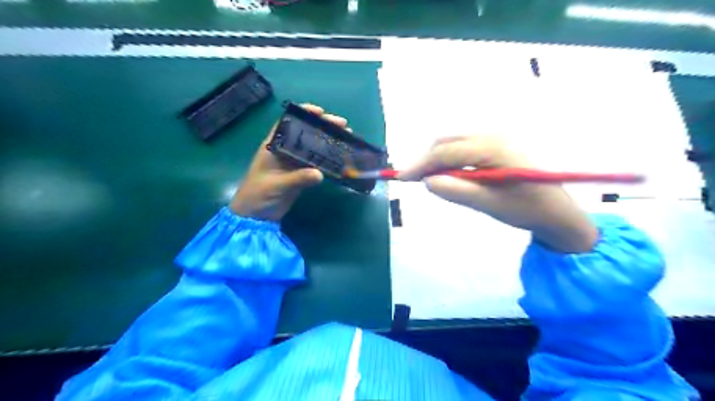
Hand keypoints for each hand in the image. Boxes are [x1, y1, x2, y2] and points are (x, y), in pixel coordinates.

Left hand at [230, 104, 350, 221]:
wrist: (256, 217)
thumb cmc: (258, 195)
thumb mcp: (276, 185)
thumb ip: (297, 178)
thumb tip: (320, 174)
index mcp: (273, 146)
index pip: (288, 123)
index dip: (303, 114)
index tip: (321, 112)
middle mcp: (285, 151)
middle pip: (305, 133)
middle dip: (323, 127)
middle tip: (343, 125)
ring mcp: (294, 163)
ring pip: (313, 147)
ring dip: (329, 142)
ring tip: (346, 138)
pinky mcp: (301, 175)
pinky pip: (316, 163)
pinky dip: (328, 159)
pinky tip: (340, 157)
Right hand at [402, 137, 598, 251]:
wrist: (557, 210)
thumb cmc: (526, 209)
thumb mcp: (490, 204)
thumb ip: (457, 191)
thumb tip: (427, 180)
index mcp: (492, 147)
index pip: (446, 152)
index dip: (420, 164)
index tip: (401, 177)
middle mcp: (493, 134)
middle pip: (447, 141)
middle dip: (426, 159)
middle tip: (412, 180)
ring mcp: (495, 137)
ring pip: (454, 142)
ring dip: (436, 157)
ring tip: (428, 178)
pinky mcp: (496, 143)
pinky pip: (464, 145)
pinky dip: (449, 157)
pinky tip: (448, 172)